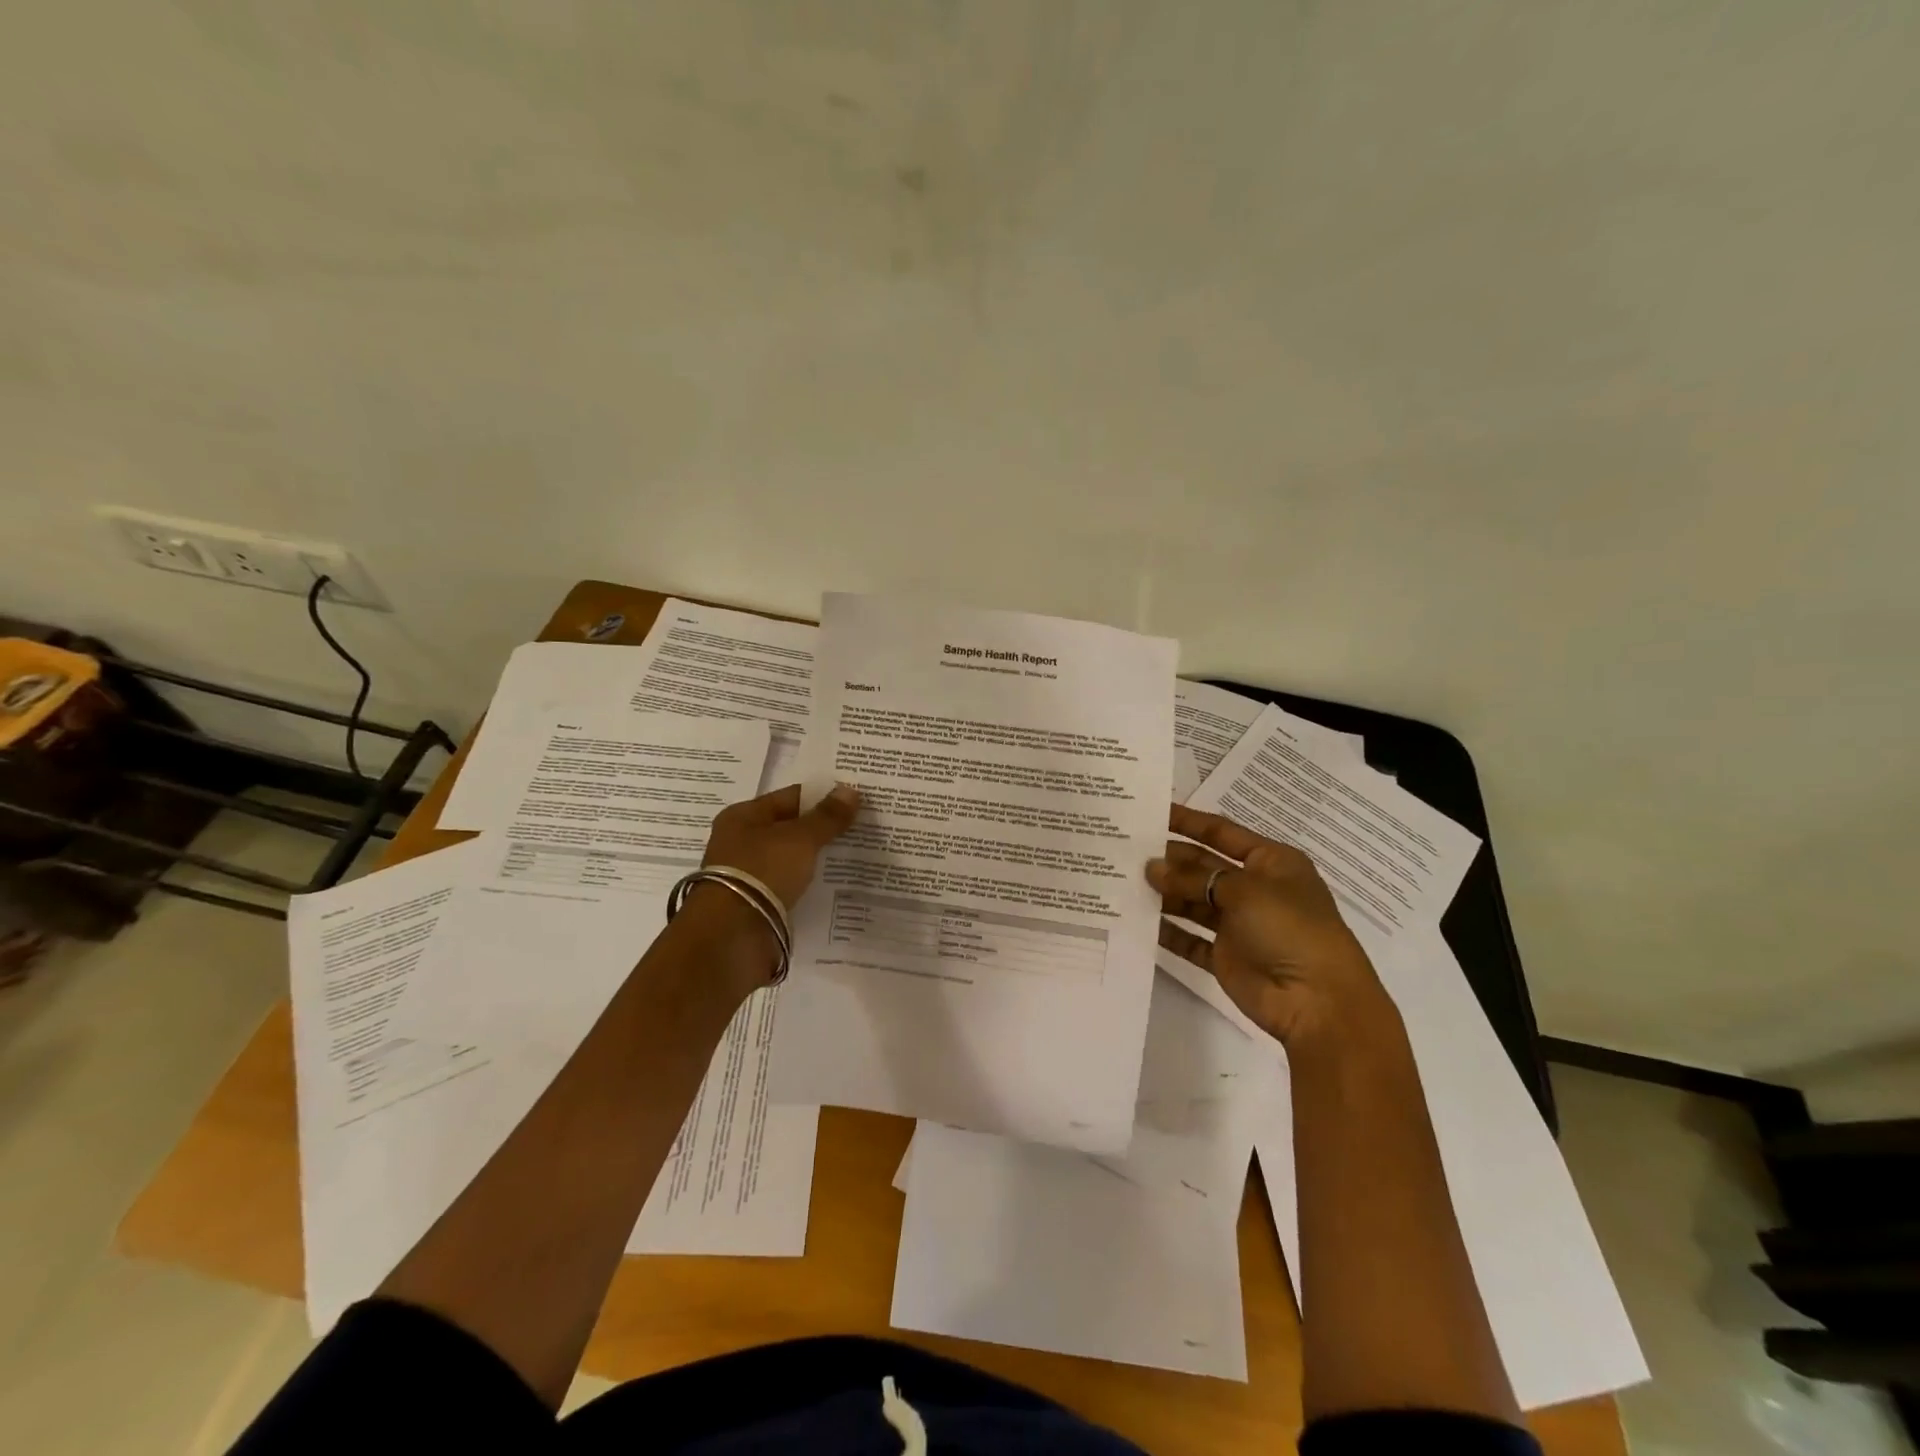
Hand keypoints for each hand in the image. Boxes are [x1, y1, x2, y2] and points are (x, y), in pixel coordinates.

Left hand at [679, 783, 861, 992]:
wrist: (731, 937)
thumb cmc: (761, 872)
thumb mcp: (800, 839)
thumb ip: (827, 817)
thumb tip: (850, 790)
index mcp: (743, 816)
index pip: (791, 797)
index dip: (823, 797)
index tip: (856, 800)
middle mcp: (741, 842)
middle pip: (791, 828)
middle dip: (823, 829)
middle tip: (864, 826)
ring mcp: (748, 875)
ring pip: (792, 859)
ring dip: (818, 859)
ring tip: (858, 854)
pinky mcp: (757, 904)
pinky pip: (791, 886)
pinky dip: (810, 884)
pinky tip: (838, 885)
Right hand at [1147, 803, 1398, 1053]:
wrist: (1317, 1002)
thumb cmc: (1290, 929)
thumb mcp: (1244, 891)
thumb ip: (1193, 878)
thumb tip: (1151, 868)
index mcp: (1270, 862)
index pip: (1221, 832)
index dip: (1188, 821)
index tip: (1151, 812)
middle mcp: (1254, 889)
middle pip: (1203, 867)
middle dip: (1169, 859)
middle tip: (1125, 850)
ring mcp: (1239, 925)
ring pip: (1193, 901)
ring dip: (1164, 893)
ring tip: (1124, 881)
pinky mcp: (1225, 957)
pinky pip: (1189, 939)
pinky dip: (1167, 931)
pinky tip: (1137, 921)